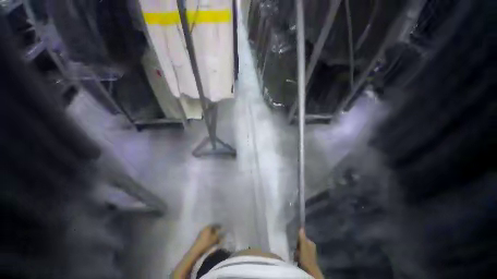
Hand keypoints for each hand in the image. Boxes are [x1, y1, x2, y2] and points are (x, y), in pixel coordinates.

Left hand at [191, 225, 221, 254]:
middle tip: (220, 234)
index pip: (215, 224)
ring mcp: (201, 233)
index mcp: (208, 227)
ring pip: (209, 232)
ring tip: (216, 238)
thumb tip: (223, 231)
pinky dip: (209, 237)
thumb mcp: (215, 239)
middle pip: (212, 228)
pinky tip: (211, 241)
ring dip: (213, 234)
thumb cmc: (206, 243)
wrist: (196, 251)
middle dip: (216, 231)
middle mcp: (204, 228)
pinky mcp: (199, 238)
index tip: (222, 229)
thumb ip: (219, 234)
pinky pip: (206, 236)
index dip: (219, 226)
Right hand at [296, 228, 323, 278]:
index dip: (297, 238)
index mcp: (311, 242)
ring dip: (296, 250)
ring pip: (300, 248)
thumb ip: (302, 237)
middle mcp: (311, 246)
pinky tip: (295, 257)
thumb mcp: (303, 246)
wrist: (310, 272)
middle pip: (301, 242)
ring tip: (293, 252)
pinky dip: (297, 255)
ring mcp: (309, 253)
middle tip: (292, 247)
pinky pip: (300, 254)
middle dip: (296, 244)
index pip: (302, 236)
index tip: (292, 239)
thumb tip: (301, 227)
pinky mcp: (307, 259)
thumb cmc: (307, 258)